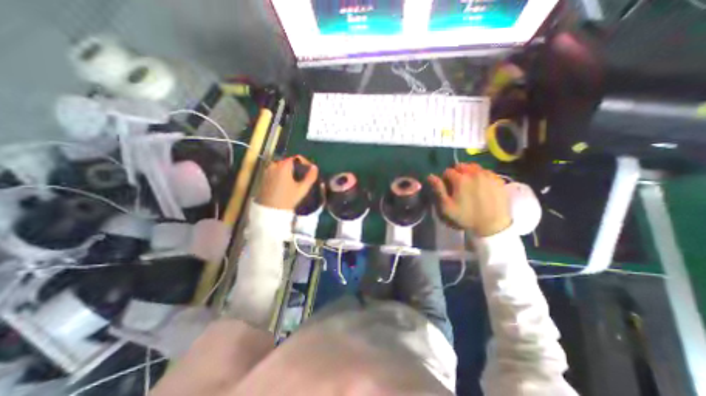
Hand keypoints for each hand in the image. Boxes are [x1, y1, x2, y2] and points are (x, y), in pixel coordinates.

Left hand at [257, 155, 316, 210]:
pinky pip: (275, 172)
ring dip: (289, 171)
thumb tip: (315, 167)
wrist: (270, 211)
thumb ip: (310, 177)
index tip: (310, 171)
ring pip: (282, 167)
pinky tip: (286, 184)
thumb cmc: (287, 199)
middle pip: (288, 162)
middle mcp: (274, 165)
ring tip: (296, 181)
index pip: (296, 158)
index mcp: (284, 166)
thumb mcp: (302, 189)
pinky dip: (282, 174)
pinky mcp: (264, 177)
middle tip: (303, 177)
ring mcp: (267, 171)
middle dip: (297, 167)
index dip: (305, 163)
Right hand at [428, 162, 511, 236]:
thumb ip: (438, 189)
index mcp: (460, 179)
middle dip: (457, 172)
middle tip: (457, 184)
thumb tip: (430, 176)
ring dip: (469, 172)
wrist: (492, 225)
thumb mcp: (447, 206)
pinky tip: (481, 185)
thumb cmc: (466, 217)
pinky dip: (481, 175)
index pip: (448, 171)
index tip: (447, 187)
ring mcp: (488, 175)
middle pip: (461, 166)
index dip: (445, 178)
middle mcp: (474, 173)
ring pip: (474, 167)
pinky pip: (486, 171)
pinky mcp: (498, 179)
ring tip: (469, 183)